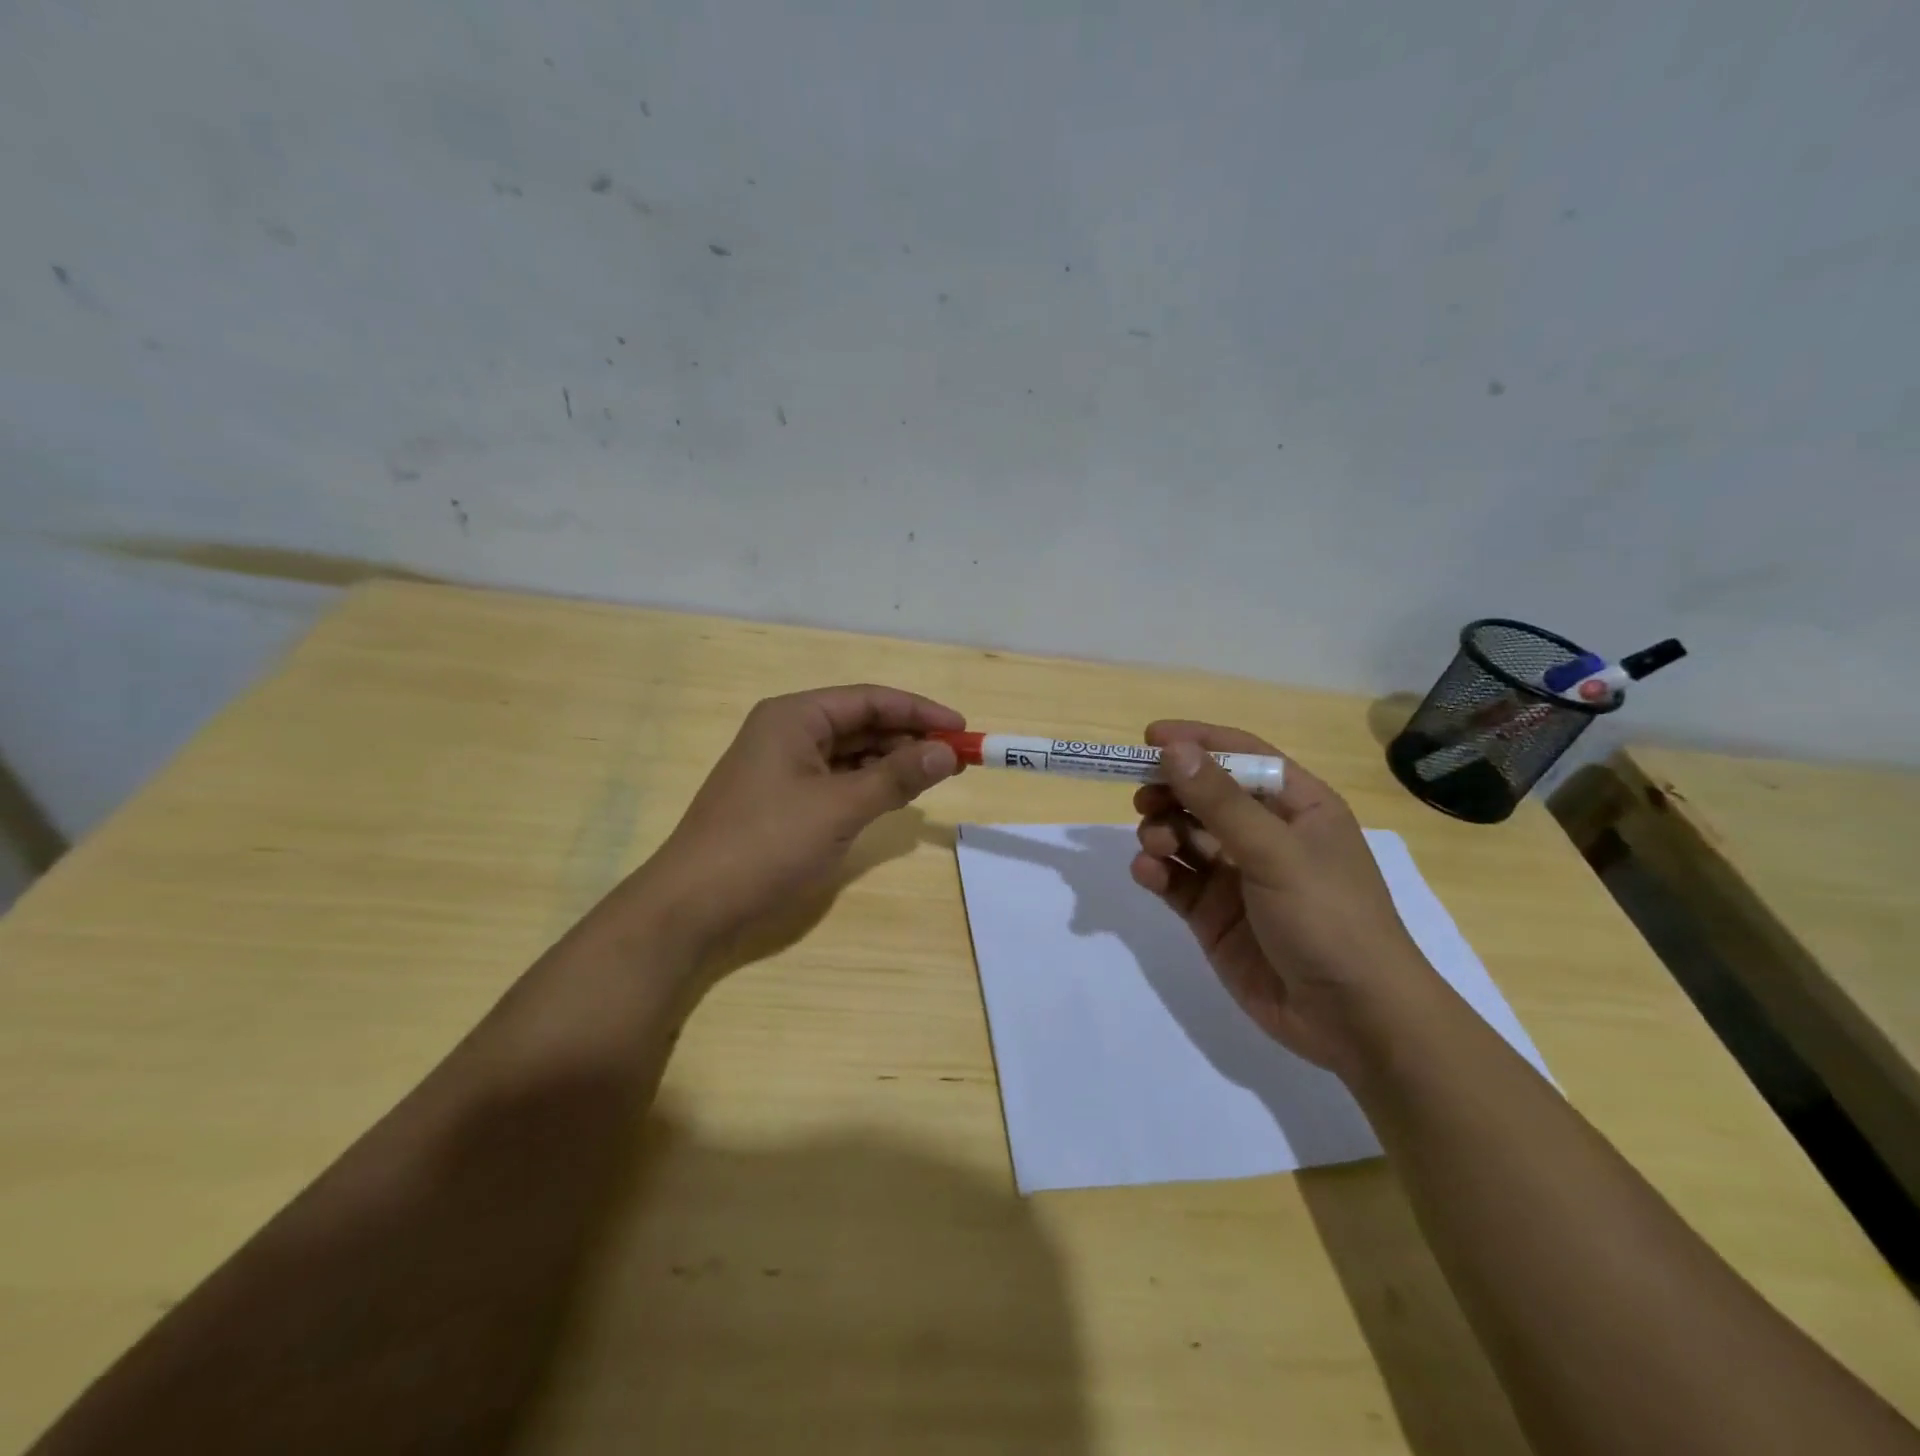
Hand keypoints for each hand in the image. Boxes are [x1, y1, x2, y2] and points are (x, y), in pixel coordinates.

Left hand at [640, 684, 963, 959]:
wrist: (694, 904)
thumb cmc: (767, 844)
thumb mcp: (839, 808)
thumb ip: (896, 777)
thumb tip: (947, 752)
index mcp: (794, 717)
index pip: (869, 699)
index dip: (919, 711)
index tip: (962, 729)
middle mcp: (787, 732)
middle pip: (860, 723)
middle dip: (908, 738)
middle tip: (955, 758)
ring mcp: (782, 767)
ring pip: (850, 753)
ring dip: (891, 763)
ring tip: (934, 777)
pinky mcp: (783, 799)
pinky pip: (836, 780)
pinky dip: (868, 785)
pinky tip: (895, 797)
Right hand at [1130, 722, 1438, 1078]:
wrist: (1353, 1018)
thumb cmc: (1328, 917)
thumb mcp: (1275, 851)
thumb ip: (1219, 800)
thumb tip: (1173, 748)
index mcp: (1297, 807)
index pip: (1242, 756)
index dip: (1198, 741)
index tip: (1149, 738)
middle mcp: (1265, 835)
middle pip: (1205, 795)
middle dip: (1171, 792)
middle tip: (1143, 798)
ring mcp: (1237, 876)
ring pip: (1184, 836)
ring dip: (1161, 831)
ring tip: (1155, 846)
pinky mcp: (1214, 914)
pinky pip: (1176, 880)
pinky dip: (1156, 872)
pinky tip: (1148, 873)